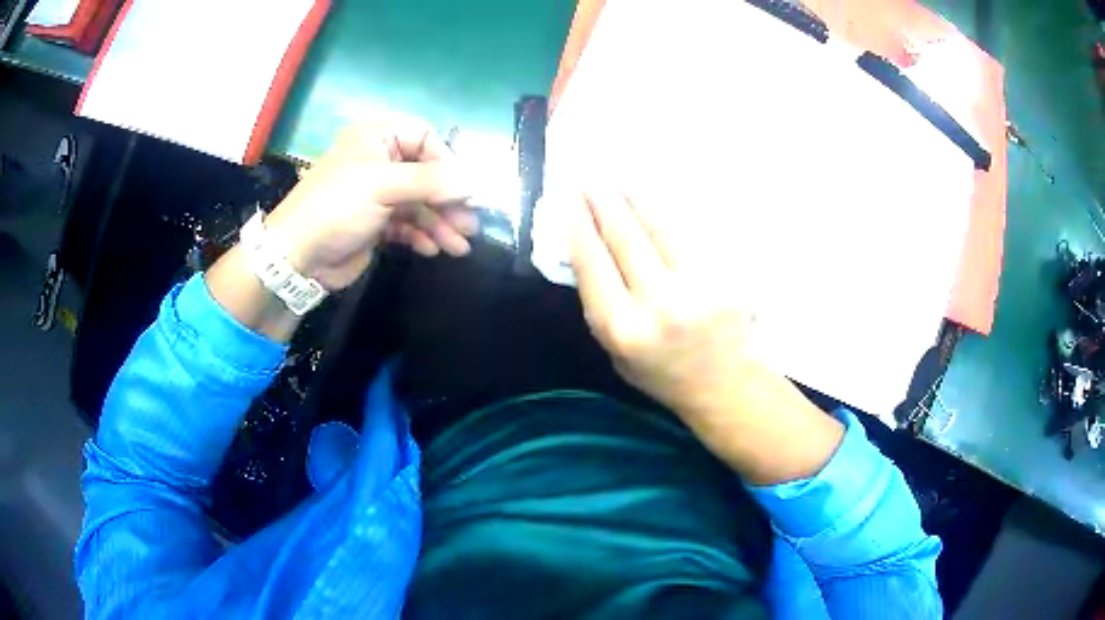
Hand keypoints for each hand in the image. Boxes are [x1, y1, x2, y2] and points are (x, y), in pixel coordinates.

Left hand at [265, 120, 477, 291]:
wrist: (298, 257)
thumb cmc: (337, 207)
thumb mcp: (383, 186)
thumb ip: (431, 181)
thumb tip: (474, 182)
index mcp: (377, 137)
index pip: (425, 137)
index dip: (446, 161)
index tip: (461, 189)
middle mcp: (380, 160)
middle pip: (427, 174)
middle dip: (448, 201)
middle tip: (469, 225)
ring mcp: (378, 193)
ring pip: (420, 203)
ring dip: (440, 223)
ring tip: (459, 246)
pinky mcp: (376, 223)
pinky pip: (408, 224)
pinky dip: (422, 236)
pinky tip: (433, 250)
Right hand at [570, 189, 842, 483]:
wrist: (723, 385)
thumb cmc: (662, 374)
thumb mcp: (615, 353)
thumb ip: (601, 305)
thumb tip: (585, 251)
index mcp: (624, 329)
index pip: (593, 262)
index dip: (578, 224)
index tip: (567, 199)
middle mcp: (660, 305)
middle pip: (624, 237)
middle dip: (603, 201)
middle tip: (590, 178)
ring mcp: (698, 288)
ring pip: (660, 227)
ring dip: (635, 198)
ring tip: (619, 180)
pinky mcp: (725, 278)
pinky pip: (690, 235)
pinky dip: (669, 213)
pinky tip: (656, 200)